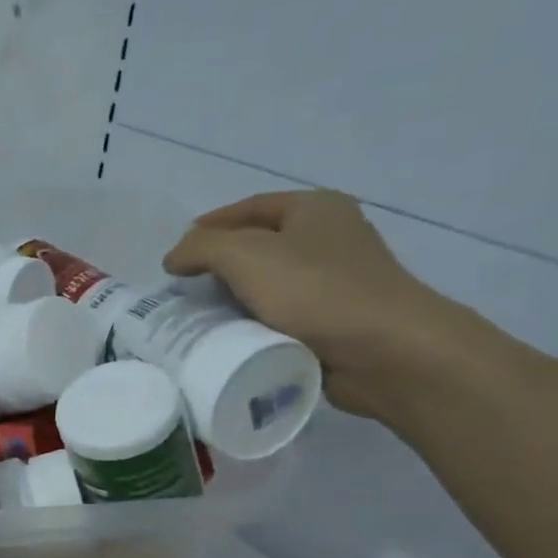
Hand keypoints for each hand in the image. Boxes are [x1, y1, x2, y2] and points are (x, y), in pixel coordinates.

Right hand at [162, 190, 469, 416]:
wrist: (383, 351)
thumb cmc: (314, 291)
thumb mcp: (245, 255)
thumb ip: (200, 248)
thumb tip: (174, 257)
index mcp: (315, 208)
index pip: (249, 207)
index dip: (209, 225)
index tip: (176, 252)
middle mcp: (329, 236)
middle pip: (259, 244)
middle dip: (219, 264)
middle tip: (183, 286)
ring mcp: (336, 280)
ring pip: (269, 283)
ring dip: (235, 297)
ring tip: (199, 315)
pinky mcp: (335, 319)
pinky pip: (282, 315)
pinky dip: (255, 323)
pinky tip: (233, 337)